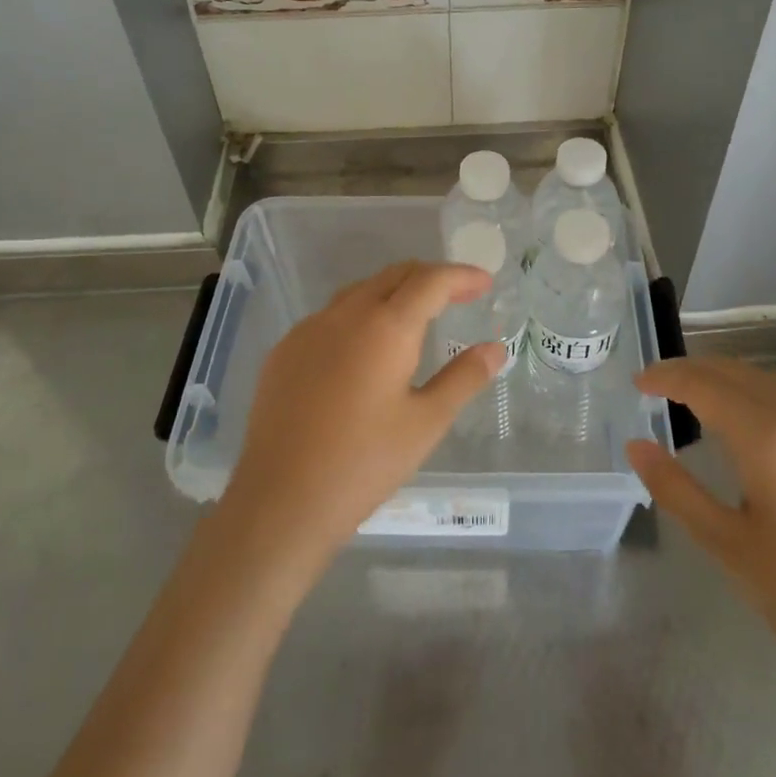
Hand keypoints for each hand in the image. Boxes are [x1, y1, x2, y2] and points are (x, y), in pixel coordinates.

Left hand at [221, 261, 500, 568]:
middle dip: (430, 278)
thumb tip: (495, 348)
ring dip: (394, 292)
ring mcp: (309, 329)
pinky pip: (331, 316)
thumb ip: (463, 378)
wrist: (280, 501)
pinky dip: (360, 315)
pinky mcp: (285, 350)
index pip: (431, 281)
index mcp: (386, 326)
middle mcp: (345, 314)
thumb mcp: (426, 423)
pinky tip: (365, 348)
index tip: (485, 282)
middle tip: (459, 296)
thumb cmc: (363, 463)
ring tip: (417, 316)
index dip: (462, 276)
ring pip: (360, 291)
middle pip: (395, 275)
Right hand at [626, 358, 775, 700]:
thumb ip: (675, 488)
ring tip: (698, 395)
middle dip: (694, 370)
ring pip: (772, 382)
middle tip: (659, 384)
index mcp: (768, 439)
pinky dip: (762, 396)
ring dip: (729, 378)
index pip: (704, 386)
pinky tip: (755, 424)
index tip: (638, 382)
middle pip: (738, 373)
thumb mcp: (727, 545)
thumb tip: (637, 445)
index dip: (666, 377)